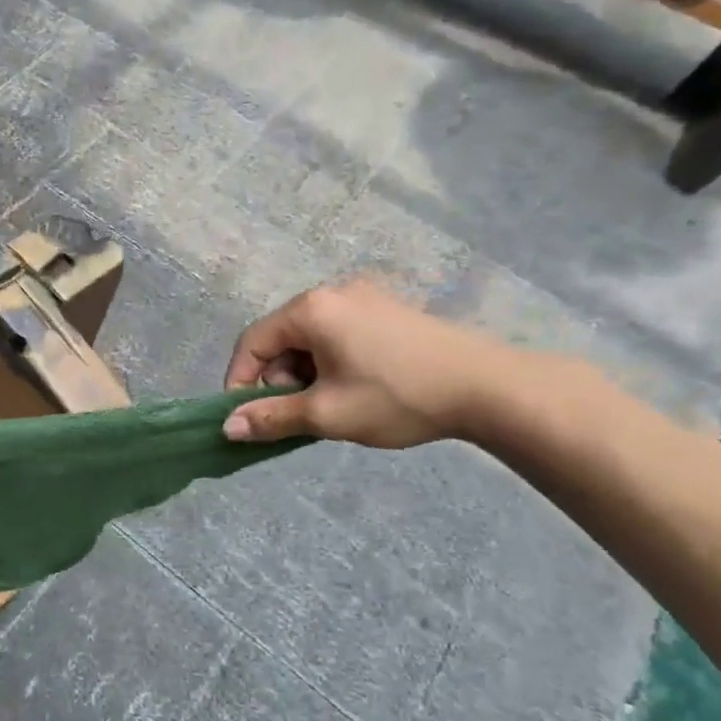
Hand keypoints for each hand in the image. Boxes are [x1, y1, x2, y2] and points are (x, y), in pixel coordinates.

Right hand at [222, 281, 519, 448]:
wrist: (492, 389)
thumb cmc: (398, 397)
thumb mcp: (326, 414)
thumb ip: (271, 418)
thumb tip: (227, 428)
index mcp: (310, 309)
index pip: (252, 342)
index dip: (239, 381)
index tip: (244, 416)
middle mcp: (332, 292)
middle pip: (281, 338)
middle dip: (279, 379)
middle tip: (300, 414)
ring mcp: (365, 297)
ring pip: (311, 338)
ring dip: (306, 373)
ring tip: (331, 405)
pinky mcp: (390, 309)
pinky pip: (339, 334)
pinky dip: (332, 362)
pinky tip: (356, 388)